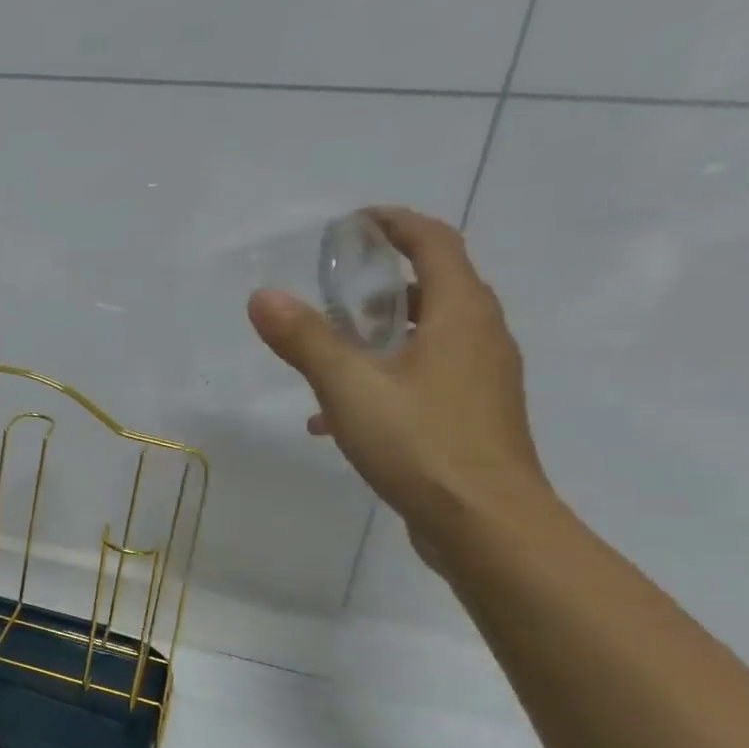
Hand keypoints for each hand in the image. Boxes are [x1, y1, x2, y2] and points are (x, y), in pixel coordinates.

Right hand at [246, 206, 548, 553]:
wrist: (485, 524)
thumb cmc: (421, 443)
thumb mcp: (350, 387)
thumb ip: (306, 339)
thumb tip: (262, 296)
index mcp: (463, 314)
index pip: (435, 243)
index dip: (395, 224)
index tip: (354, 223)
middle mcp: (481, 337)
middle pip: (434, 289)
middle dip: (381, 285)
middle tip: (332, 292)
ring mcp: (481, 380)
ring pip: (426, 339)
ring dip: (377, 338)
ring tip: (325, 356)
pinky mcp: (471, 417)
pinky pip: (423, 380)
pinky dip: (382, 381)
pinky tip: (334, 419)